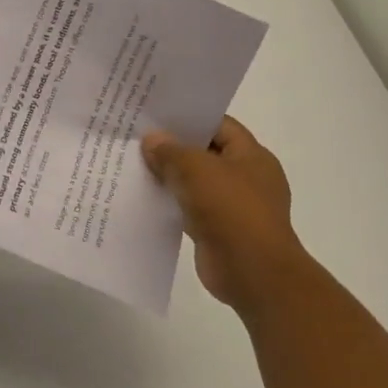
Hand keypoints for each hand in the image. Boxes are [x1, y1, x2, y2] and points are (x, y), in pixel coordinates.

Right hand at [142, 116, 303, 307]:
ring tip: (134, 163)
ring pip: (195, 182)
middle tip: (138, 136)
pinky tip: (144, 196)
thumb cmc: (231, 210)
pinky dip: (171, 202)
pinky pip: (190, 208)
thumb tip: (152, 140)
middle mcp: (246, 178)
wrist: (253, 273)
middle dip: (174, 146)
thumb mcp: (196, 169)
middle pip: (205, 153)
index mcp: (252, 156)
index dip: (189, 118)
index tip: (156, 114)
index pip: (219, 125)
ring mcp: (234, 206)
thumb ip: (170, 151)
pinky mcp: (219, 230)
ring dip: (170, 176)